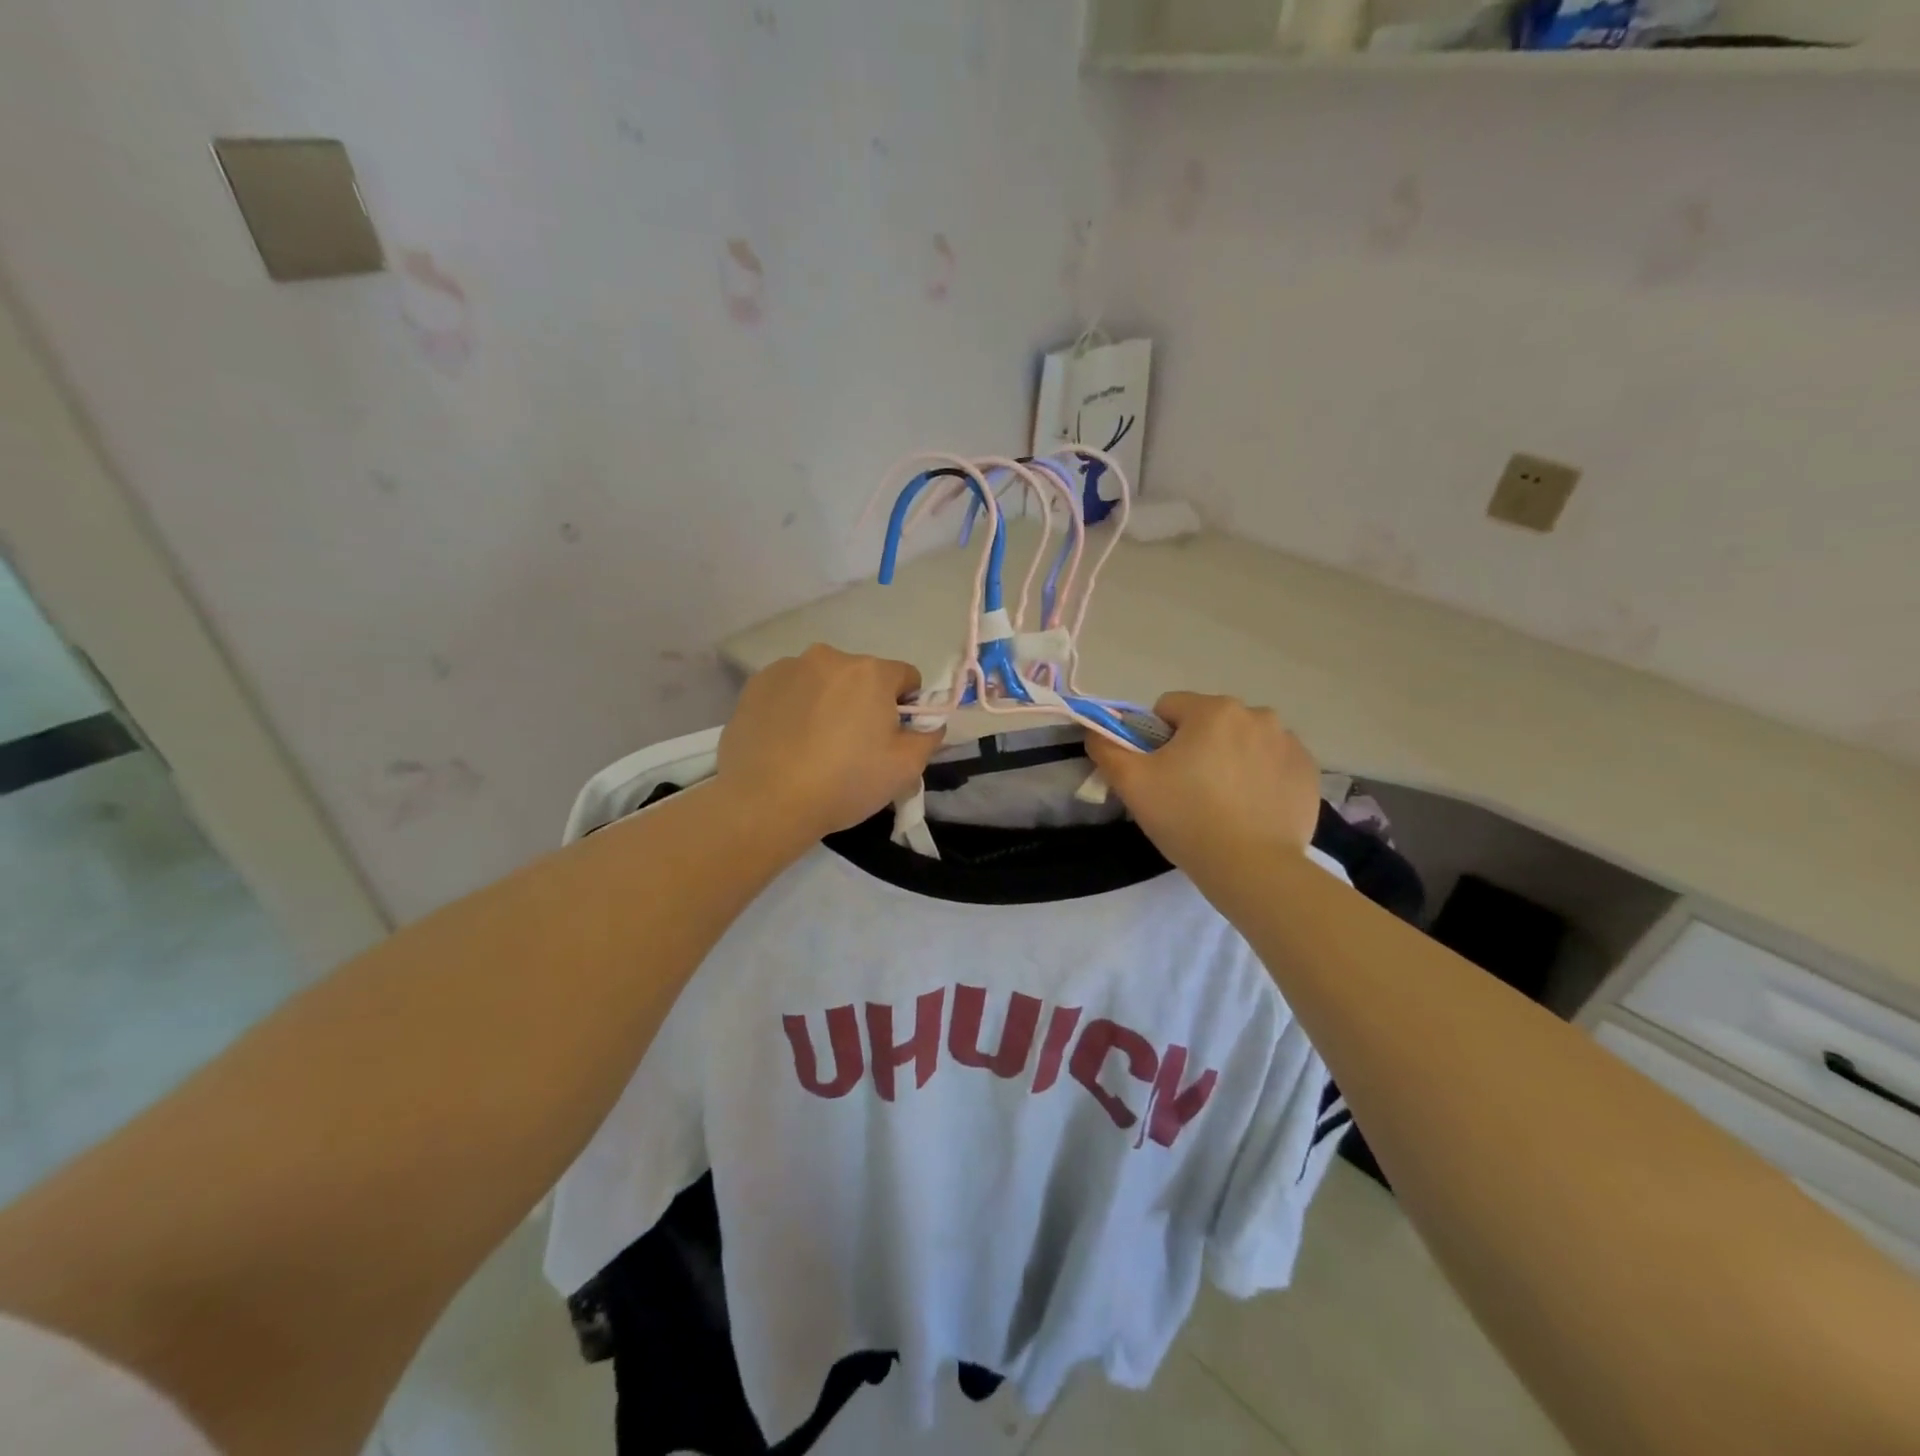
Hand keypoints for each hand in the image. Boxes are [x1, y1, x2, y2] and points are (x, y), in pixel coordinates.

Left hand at [718, 644, 942, 842]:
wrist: (765, 803)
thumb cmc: (844, 783)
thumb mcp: (905, 768)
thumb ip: (928, 737)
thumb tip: (928, 724)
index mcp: (871, 672)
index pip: (906, 677)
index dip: (906, 708)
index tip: (891, 738)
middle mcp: (829, 657)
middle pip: (861, 677)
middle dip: (864, 703)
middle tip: (853, 747)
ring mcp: (787, 668)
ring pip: (823, 682)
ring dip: (827, 703)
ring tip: (814, 746)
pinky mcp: (756, 686)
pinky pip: (789, 691)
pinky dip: (794, 708)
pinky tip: (787, 742)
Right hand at [1086, 692, 1319, 874]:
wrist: (1252, 868)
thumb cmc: (1187, 818)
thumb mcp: (1132, 783)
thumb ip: (1106, 747)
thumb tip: (1097, 731)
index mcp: (1213, 710)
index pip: (1169, 708)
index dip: (1154, 738)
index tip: (1158, 773)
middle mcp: (1257, 714)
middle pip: (1209, 723)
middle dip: (1195, 747)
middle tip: (1186, 791)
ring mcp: (1289, 743)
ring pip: (1242, 741)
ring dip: (1229, 759)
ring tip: (1221, 803)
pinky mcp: (1309, 772)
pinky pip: (1272, 763)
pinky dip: (1259, 778)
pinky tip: (1249, 809)